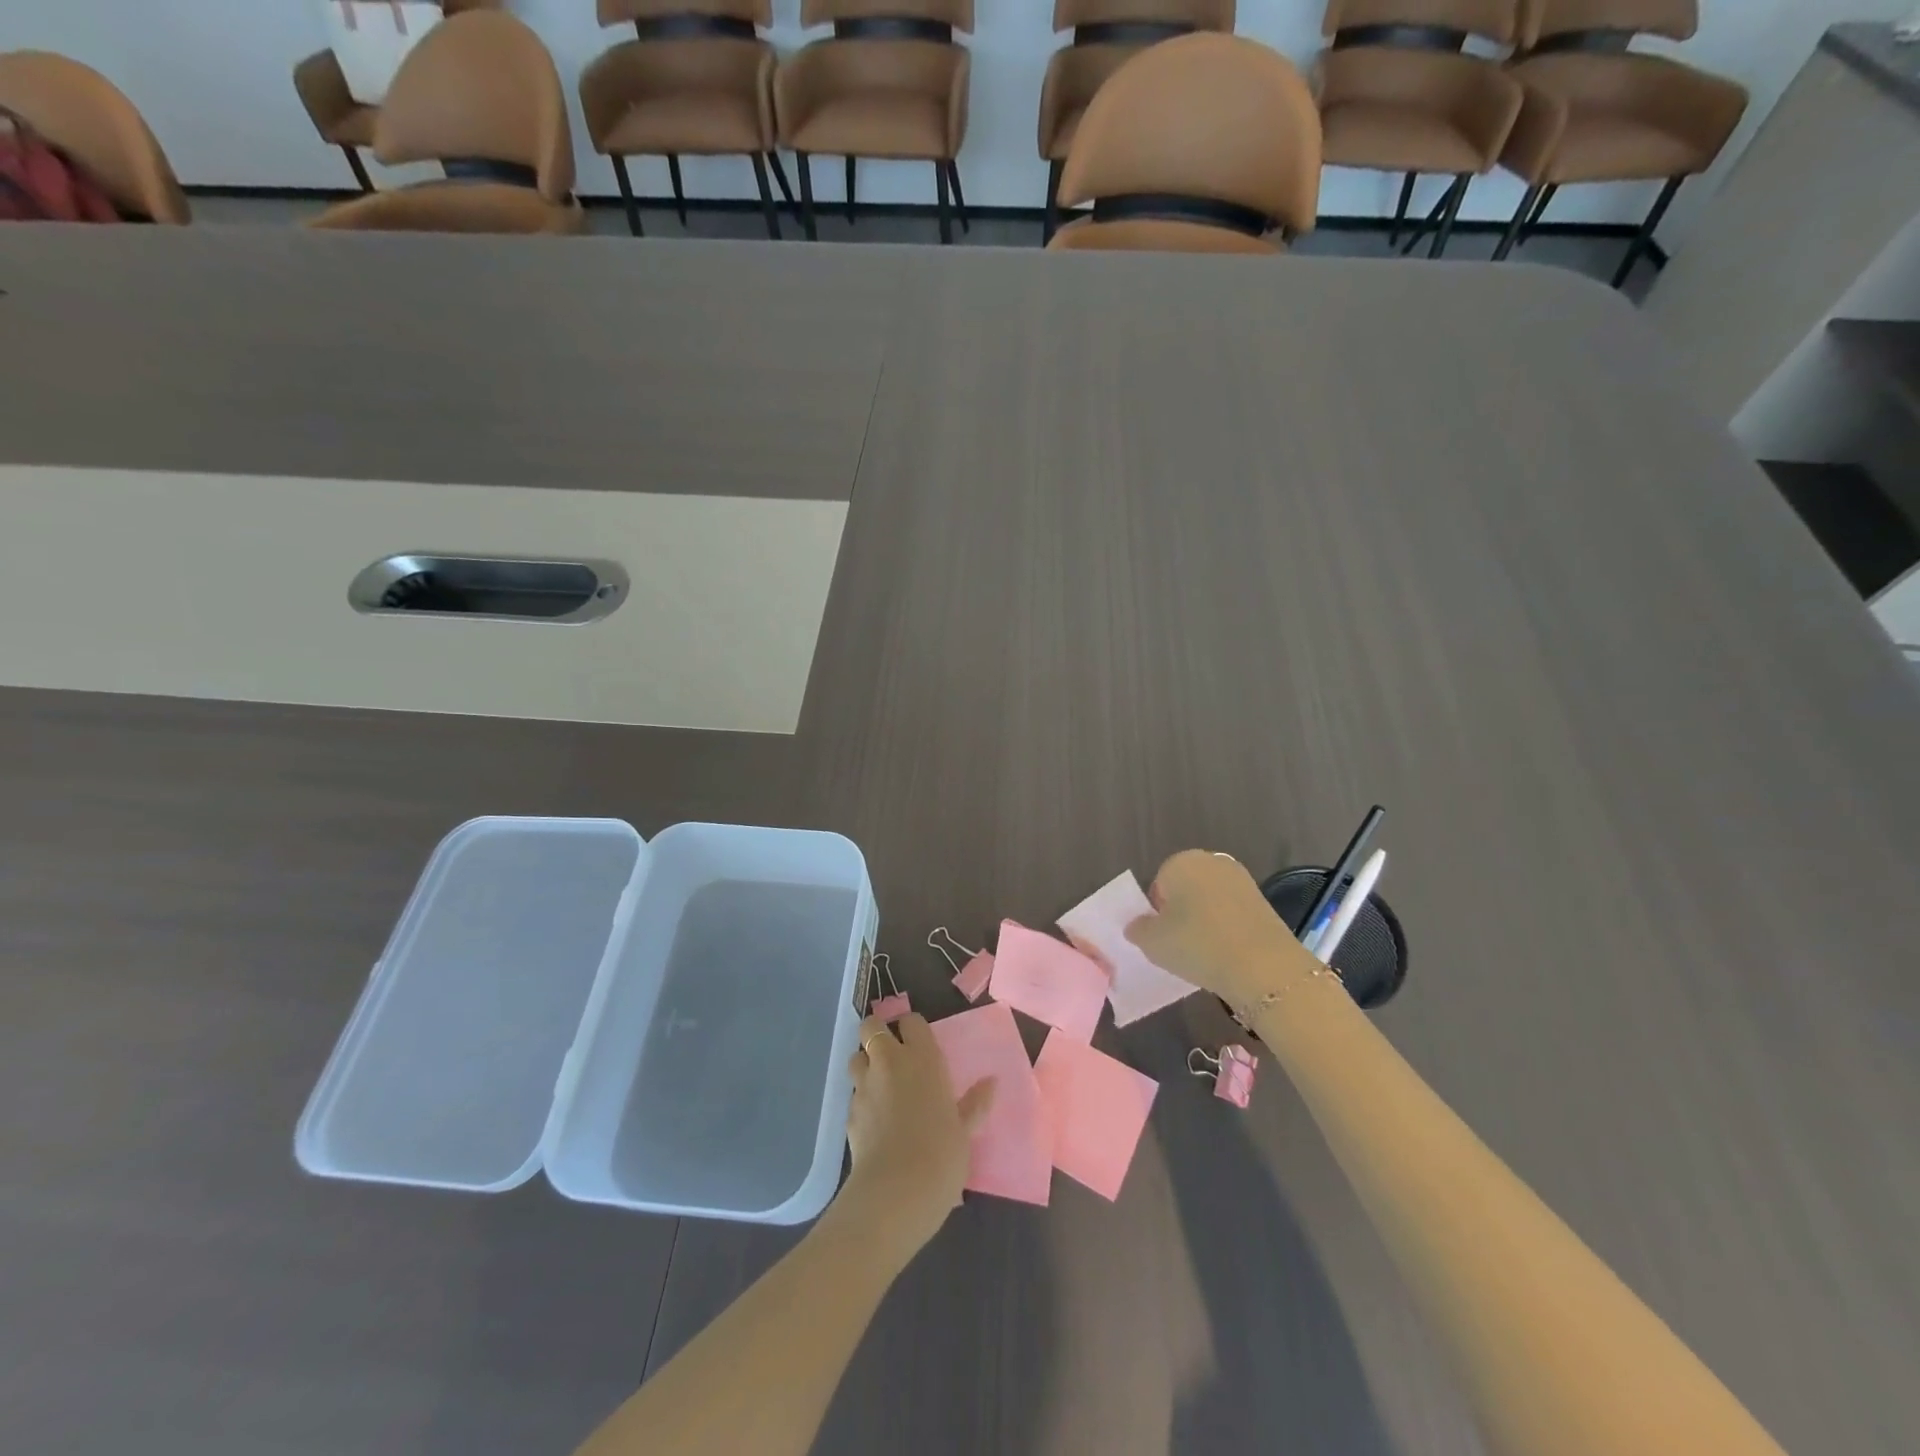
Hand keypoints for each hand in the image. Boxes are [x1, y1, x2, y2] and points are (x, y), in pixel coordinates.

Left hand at [839, 1013, 993, 1266]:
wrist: (897, 1191)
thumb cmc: (942, 1155)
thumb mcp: (965, 1131)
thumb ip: (974, 1104)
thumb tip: (991, 1082)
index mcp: (923, 1059)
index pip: (911, 1021)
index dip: (912, 1029)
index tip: (918, 1043)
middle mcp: (890, 1062)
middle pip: (872, 1026)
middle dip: (877, 1033)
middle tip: (892, 1055)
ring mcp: (865, 1085)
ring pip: (855, 1056)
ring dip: (865, 1064)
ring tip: (879, 1084)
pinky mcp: (849, 1112)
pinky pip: (853, 1094)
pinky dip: (861, 1099)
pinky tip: (873, 1120)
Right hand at [1126, 850, 1320, 1011]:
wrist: (1262, 965)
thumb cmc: (1197, 945)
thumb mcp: (1152, 942)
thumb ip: (1138, 929)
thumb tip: (1137, 925)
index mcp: (1180, 862)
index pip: (1158, 883)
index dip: (1157, 912)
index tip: (1162, 936)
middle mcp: (1211, 862)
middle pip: (1186, 888)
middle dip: (1182, 911)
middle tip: (1181, 943)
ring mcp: (1241, 879)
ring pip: (1210, 900)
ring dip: (1205, 919)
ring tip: (1205, 952)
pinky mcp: (1264, 901)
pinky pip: (1232, 912)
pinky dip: (1227, 927)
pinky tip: (1227, 952)